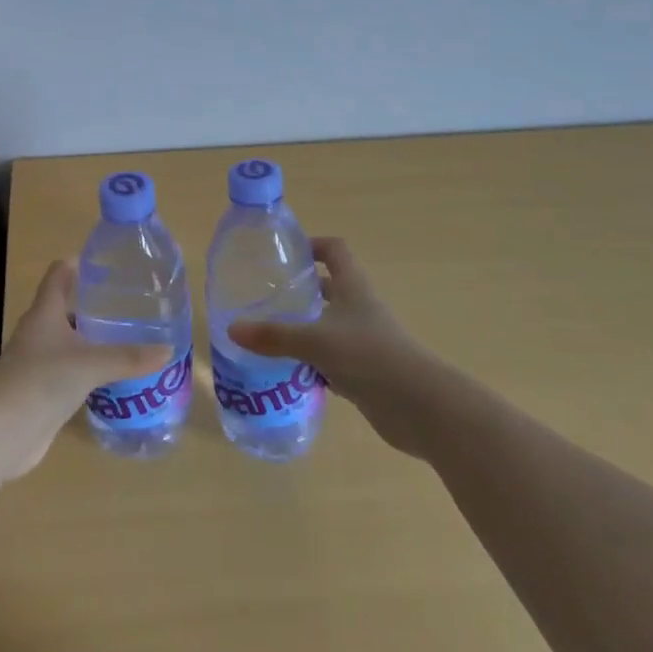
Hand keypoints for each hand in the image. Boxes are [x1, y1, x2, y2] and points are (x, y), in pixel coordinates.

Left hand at [0, 259, 173, 479]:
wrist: (0, 434)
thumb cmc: (39, 382)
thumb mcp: (89, 364)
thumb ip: (128, 357)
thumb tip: (167, 349)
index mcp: (44, 313)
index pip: (59, 274)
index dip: (79, 264)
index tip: (107, 262)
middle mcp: (39, 332)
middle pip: (65, 307)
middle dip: (94, 303)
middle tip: (129, 301)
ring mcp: (38, 363)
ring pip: (69, 341)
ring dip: (93, 338)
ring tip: (129, 336)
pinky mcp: (42, 391)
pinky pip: (71, 371)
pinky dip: (90, 369)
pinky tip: (113, 376)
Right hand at [226, 237, 438, 457]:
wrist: (420, 406)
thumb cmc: (369, 356)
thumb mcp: (316, 341)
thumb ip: (274, 336)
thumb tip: (232, 329)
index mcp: (352, 287)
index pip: (334, 250)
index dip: (312, 244)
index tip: (285, 253)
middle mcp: (358, 307)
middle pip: (328, 287)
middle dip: (299, 290)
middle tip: (264, 296)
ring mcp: (363, 340)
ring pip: (327, 324)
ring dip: (302, 327)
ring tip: (266, 333)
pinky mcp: (363, 371)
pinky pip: (330, 359)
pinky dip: (310, 362)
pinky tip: (286, 371)